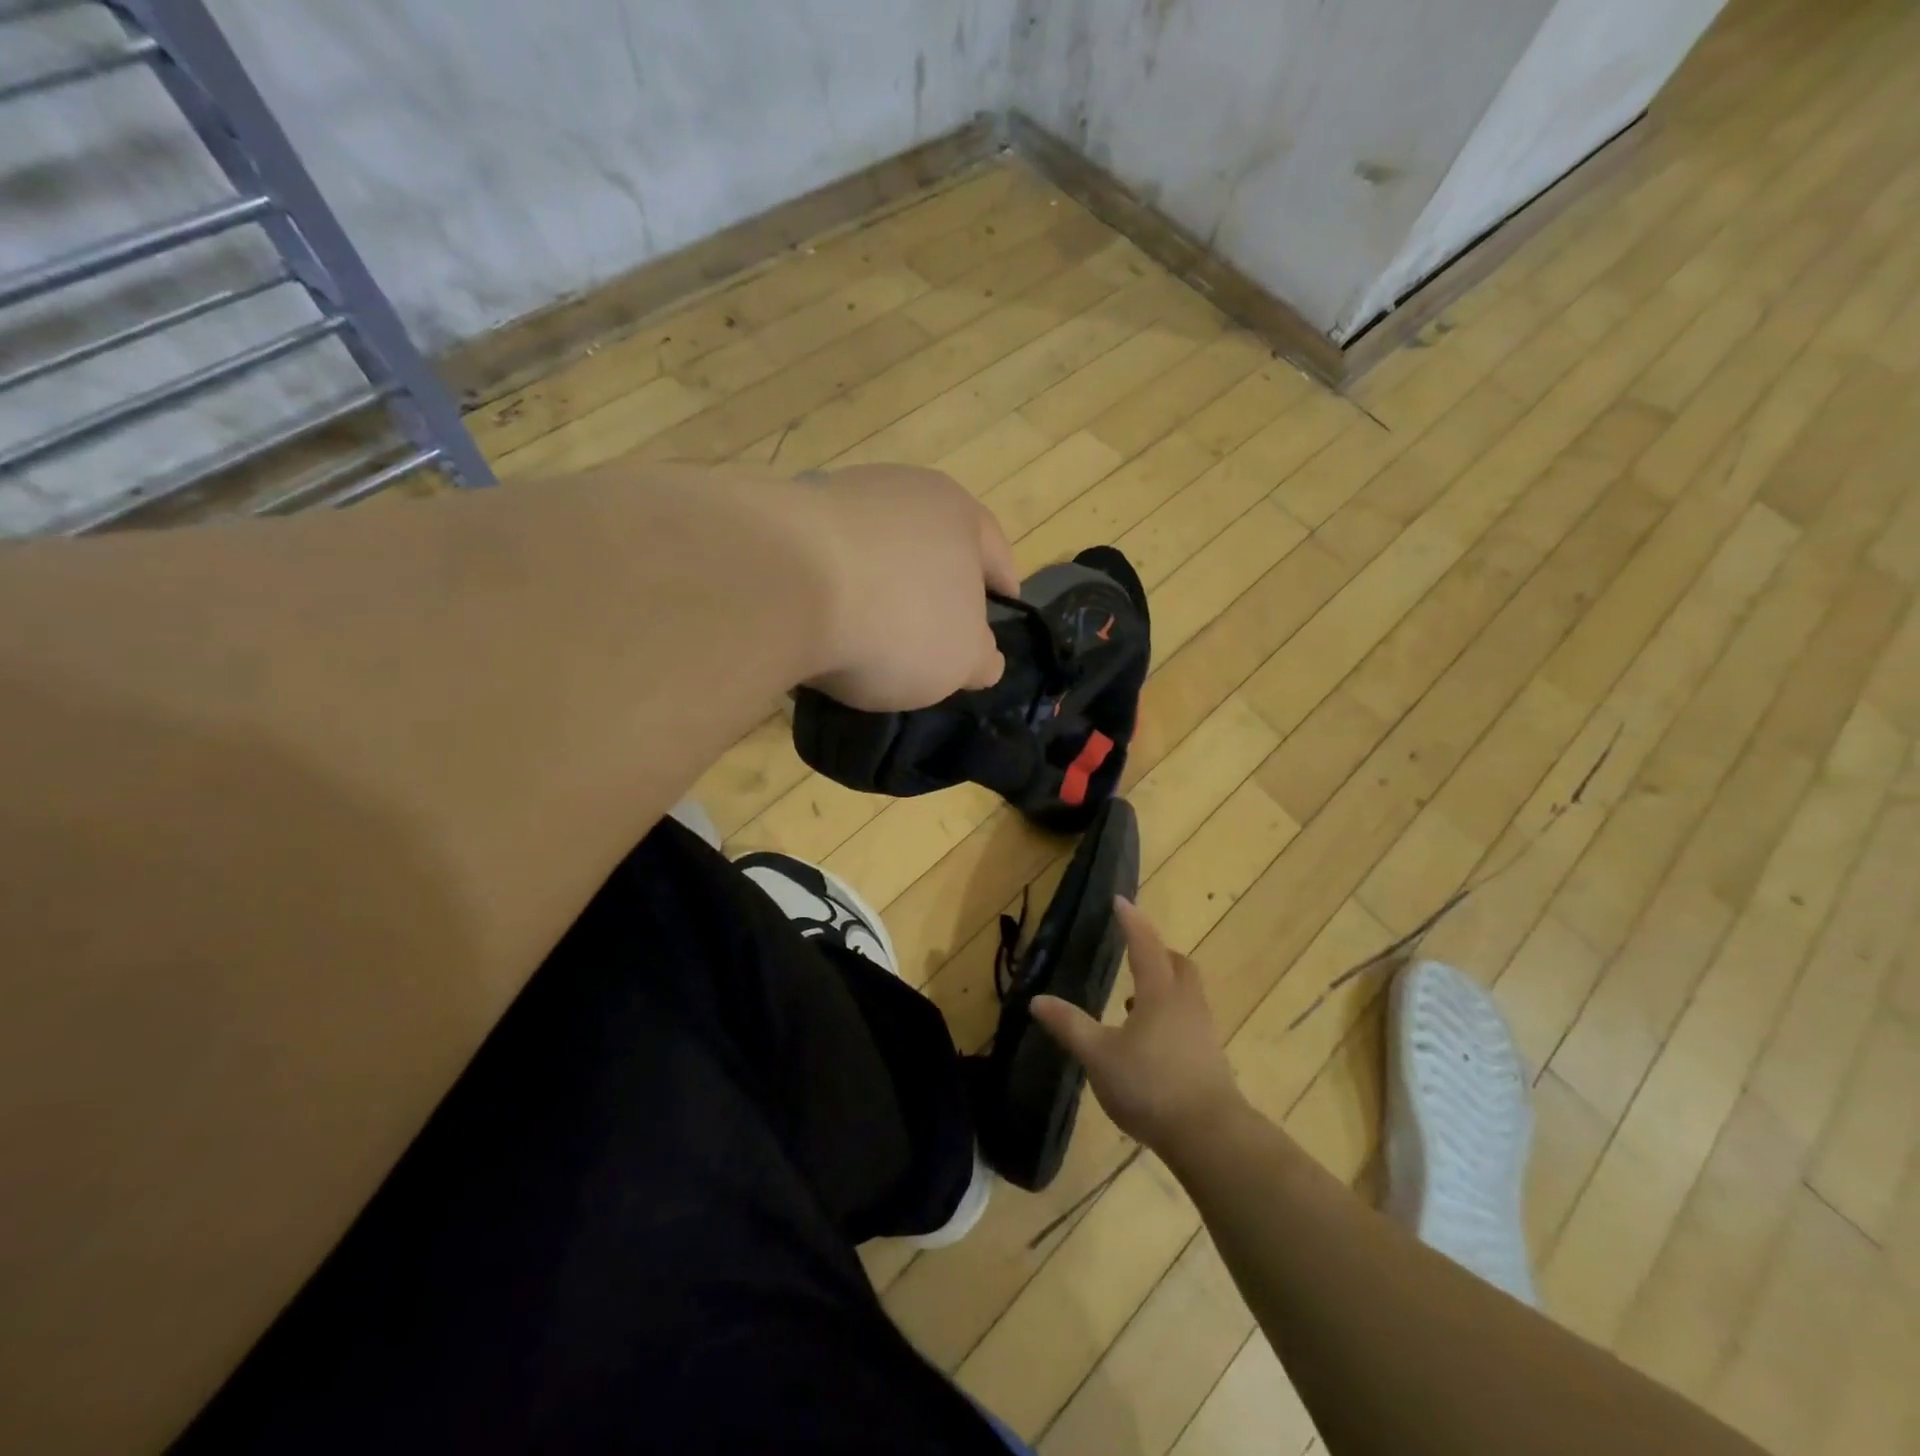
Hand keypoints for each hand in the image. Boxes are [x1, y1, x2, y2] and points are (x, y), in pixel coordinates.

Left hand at [792, 464, 1019, 711]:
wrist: (781, 588)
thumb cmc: (897, 621)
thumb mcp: (961, 659)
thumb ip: (982, 659)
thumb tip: (983, 658)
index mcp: (958, 512)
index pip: (996, 553)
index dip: (1003, 589)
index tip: (1001, 614)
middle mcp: (901, 489)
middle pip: (932, 546)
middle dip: (935, 587)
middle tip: (933, 633)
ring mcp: (837, 497)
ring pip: (876, 551)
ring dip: (879, 587)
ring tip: (869, 635)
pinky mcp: (783, 518)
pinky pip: (825, 562)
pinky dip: (832, 589)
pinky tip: (822, 625)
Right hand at [1030, 899, 1247, 1152]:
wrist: (1210, 1135)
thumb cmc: (1151, 1086)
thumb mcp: (1099, 1056)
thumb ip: (1069, 1026)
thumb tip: (1037, 999)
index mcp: (1159, 993)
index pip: (1144, 944)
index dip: (1131, 921)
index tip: (1120, 900)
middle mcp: (1185, 1003)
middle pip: (1177, 964)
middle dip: (1156, 952)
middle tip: (1134, 952)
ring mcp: (1202, 1031)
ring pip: (1186, 992)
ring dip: (1163, 985)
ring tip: (1134, 1002)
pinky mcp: (1210, 1057)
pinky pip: (1188, 1018)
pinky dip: (1169, 1014)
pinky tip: (1150, 1041)